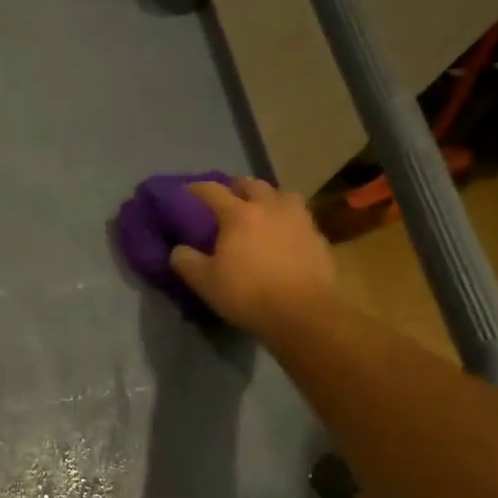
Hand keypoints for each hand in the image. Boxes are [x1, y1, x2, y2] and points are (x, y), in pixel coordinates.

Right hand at [170, 178, 336, 335]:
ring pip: (281, 194)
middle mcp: (270, 207)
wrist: (303, 313)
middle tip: (227, 198)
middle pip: (251, 184)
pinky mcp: (318, 236)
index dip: (197, 188)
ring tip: (261, 210)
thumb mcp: (205, 283)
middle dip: (236, 187)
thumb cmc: (248, 294)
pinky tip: (284, 234)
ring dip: (267, 197)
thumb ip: (186, 261)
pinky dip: (287, 219)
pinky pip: (299, 217)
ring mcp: (299, 219)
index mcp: (239, 214)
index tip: (186, 190)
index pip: (213, 191)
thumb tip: (179, 250)